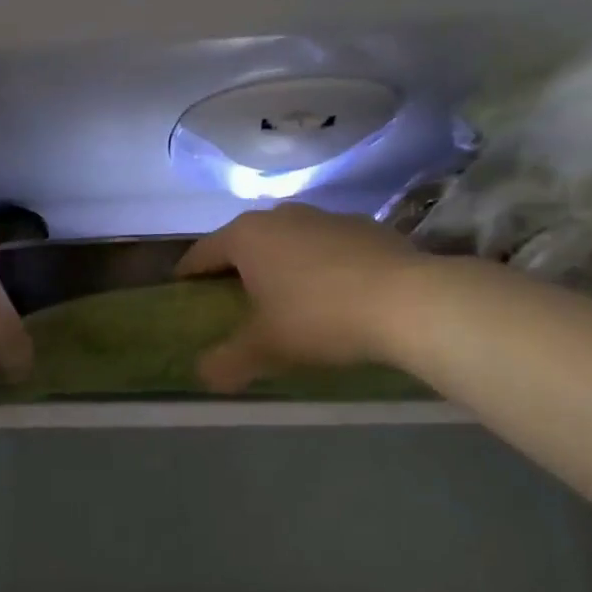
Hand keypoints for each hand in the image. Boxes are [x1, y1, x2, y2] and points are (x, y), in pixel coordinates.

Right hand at [176, 204, 429, 392]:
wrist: (409, 301)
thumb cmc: (320, 317)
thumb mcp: (266, 348)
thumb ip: (227, 363)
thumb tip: (204, 377)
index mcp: (246, 236)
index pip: (202, 252)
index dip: (189, 274)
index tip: (182, 291)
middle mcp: (280, 215)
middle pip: (244, 241)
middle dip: (235, 268)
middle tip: (233, 300)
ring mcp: (325, 215)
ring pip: (288, 239)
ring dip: (279, 262)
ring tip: (286, 296)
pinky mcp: (365, 225)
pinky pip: (327, 245)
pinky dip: (320, 263)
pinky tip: (335, 292)